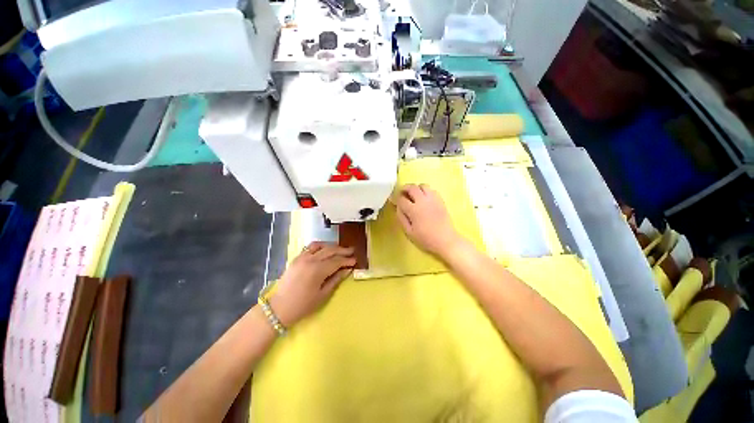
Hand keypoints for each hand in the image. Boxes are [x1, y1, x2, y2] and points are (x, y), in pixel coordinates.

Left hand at [269, 242, 355, 326]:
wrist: (279, 308)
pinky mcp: (296, 258)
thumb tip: (347, 270)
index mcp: (318, 270)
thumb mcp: (323, 295)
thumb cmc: (303, 305)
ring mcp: (302, 257)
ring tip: (340, 249)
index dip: (347, 260)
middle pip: (330, 250)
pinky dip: (320, 246)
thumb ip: (336, 280)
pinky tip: (325, 249)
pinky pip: (310, 247)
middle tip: (352, 251)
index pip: (337, 261)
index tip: (355, 260)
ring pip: (320, 246)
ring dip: (332, 246)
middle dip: (342, 250)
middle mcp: (310, 260)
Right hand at [394, 184, 462, 257]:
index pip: (402, 199)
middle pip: (412, 187)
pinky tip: (424, 198)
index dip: (397, 199)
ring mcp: (433, 199)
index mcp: (414, 210)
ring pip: (423, 185)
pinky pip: (432, 190)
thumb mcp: (409, 232)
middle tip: (402, 193)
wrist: (446, 240)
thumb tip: (398, 207)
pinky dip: (425, 191)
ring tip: (413, 195)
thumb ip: (402, 218)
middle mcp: (423, 201)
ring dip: (416, 188)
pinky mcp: (440, 200)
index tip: (395, 201)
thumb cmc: (426, 239)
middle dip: (404, 188)